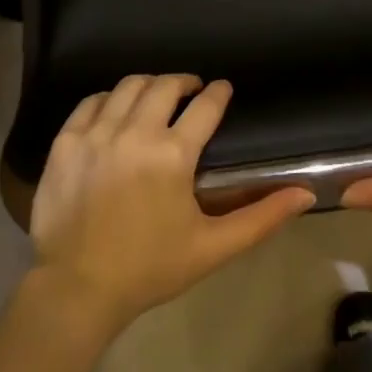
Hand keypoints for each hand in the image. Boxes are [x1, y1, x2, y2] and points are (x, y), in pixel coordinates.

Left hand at [29, 74, 314, 336]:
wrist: (76, 289)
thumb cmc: (149, 268)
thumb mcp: (212, 247)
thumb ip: (261, 218)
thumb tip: (305, 194)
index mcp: (173, 154)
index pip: (205, 105)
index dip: (218, 92)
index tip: (223, 89)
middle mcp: (135, 132)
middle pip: (165, 85)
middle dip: (184, 82)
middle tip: (191, 91)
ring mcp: (96, 134)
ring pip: (128, 86)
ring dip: (149, 85)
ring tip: (156, 96)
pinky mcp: (66, 141)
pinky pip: (91, 102)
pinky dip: (109, 98)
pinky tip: (116, 109)